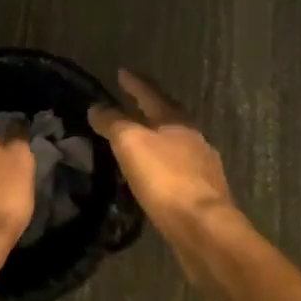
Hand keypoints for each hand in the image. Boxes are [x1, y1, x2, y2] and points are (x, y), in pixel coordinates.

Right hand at [89, 70, 238, 288]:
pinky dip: (160, 165)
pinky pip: (176, 169)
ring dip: (154, 138)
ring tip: (135, 140)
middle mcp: (193, 137)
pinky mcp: (202, 193)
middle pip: (166, 116)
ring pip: (173, 143)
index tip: (121, 72)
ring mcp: (202, 165)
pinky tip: (152, 175)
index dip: (134, 82)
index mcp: (176, 120)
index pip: (151, 93)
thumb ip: (113, 123)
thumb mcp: (131, 144)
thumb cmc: (166, 179)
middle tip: (126, 104)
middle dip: (146, 109)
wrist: (204, 228)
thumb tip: (97, 107)